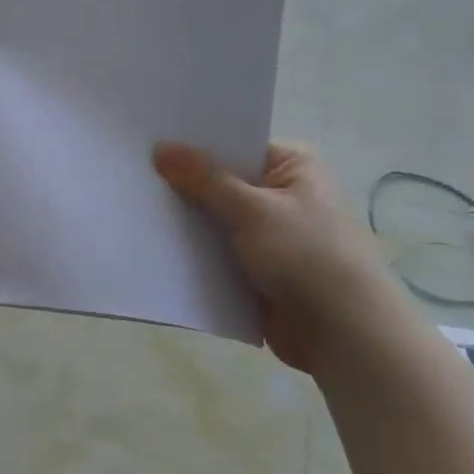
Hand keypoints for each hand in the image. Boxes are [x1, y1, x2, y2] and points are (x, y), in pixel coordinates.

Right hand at [152, 141, 393, 370]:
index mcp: (292, 167)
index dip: (193, 143)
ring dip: (183, 220)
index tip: (148, 139)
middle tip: (130, 171)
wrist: (343, 335)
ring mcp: (265, 234)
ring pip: (212, 219)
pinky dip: (190, 251)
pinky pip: (212, 251)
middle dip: (181, 183)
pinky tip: (150, 243)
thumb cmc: (307, 257)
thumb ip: (204, 180)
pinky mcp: (252, 269)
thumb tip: (160, 148)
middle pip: (219, 181)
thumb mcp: (253, 210)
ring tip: (131, 204)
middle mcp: (279, 195)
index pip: (234, 144)